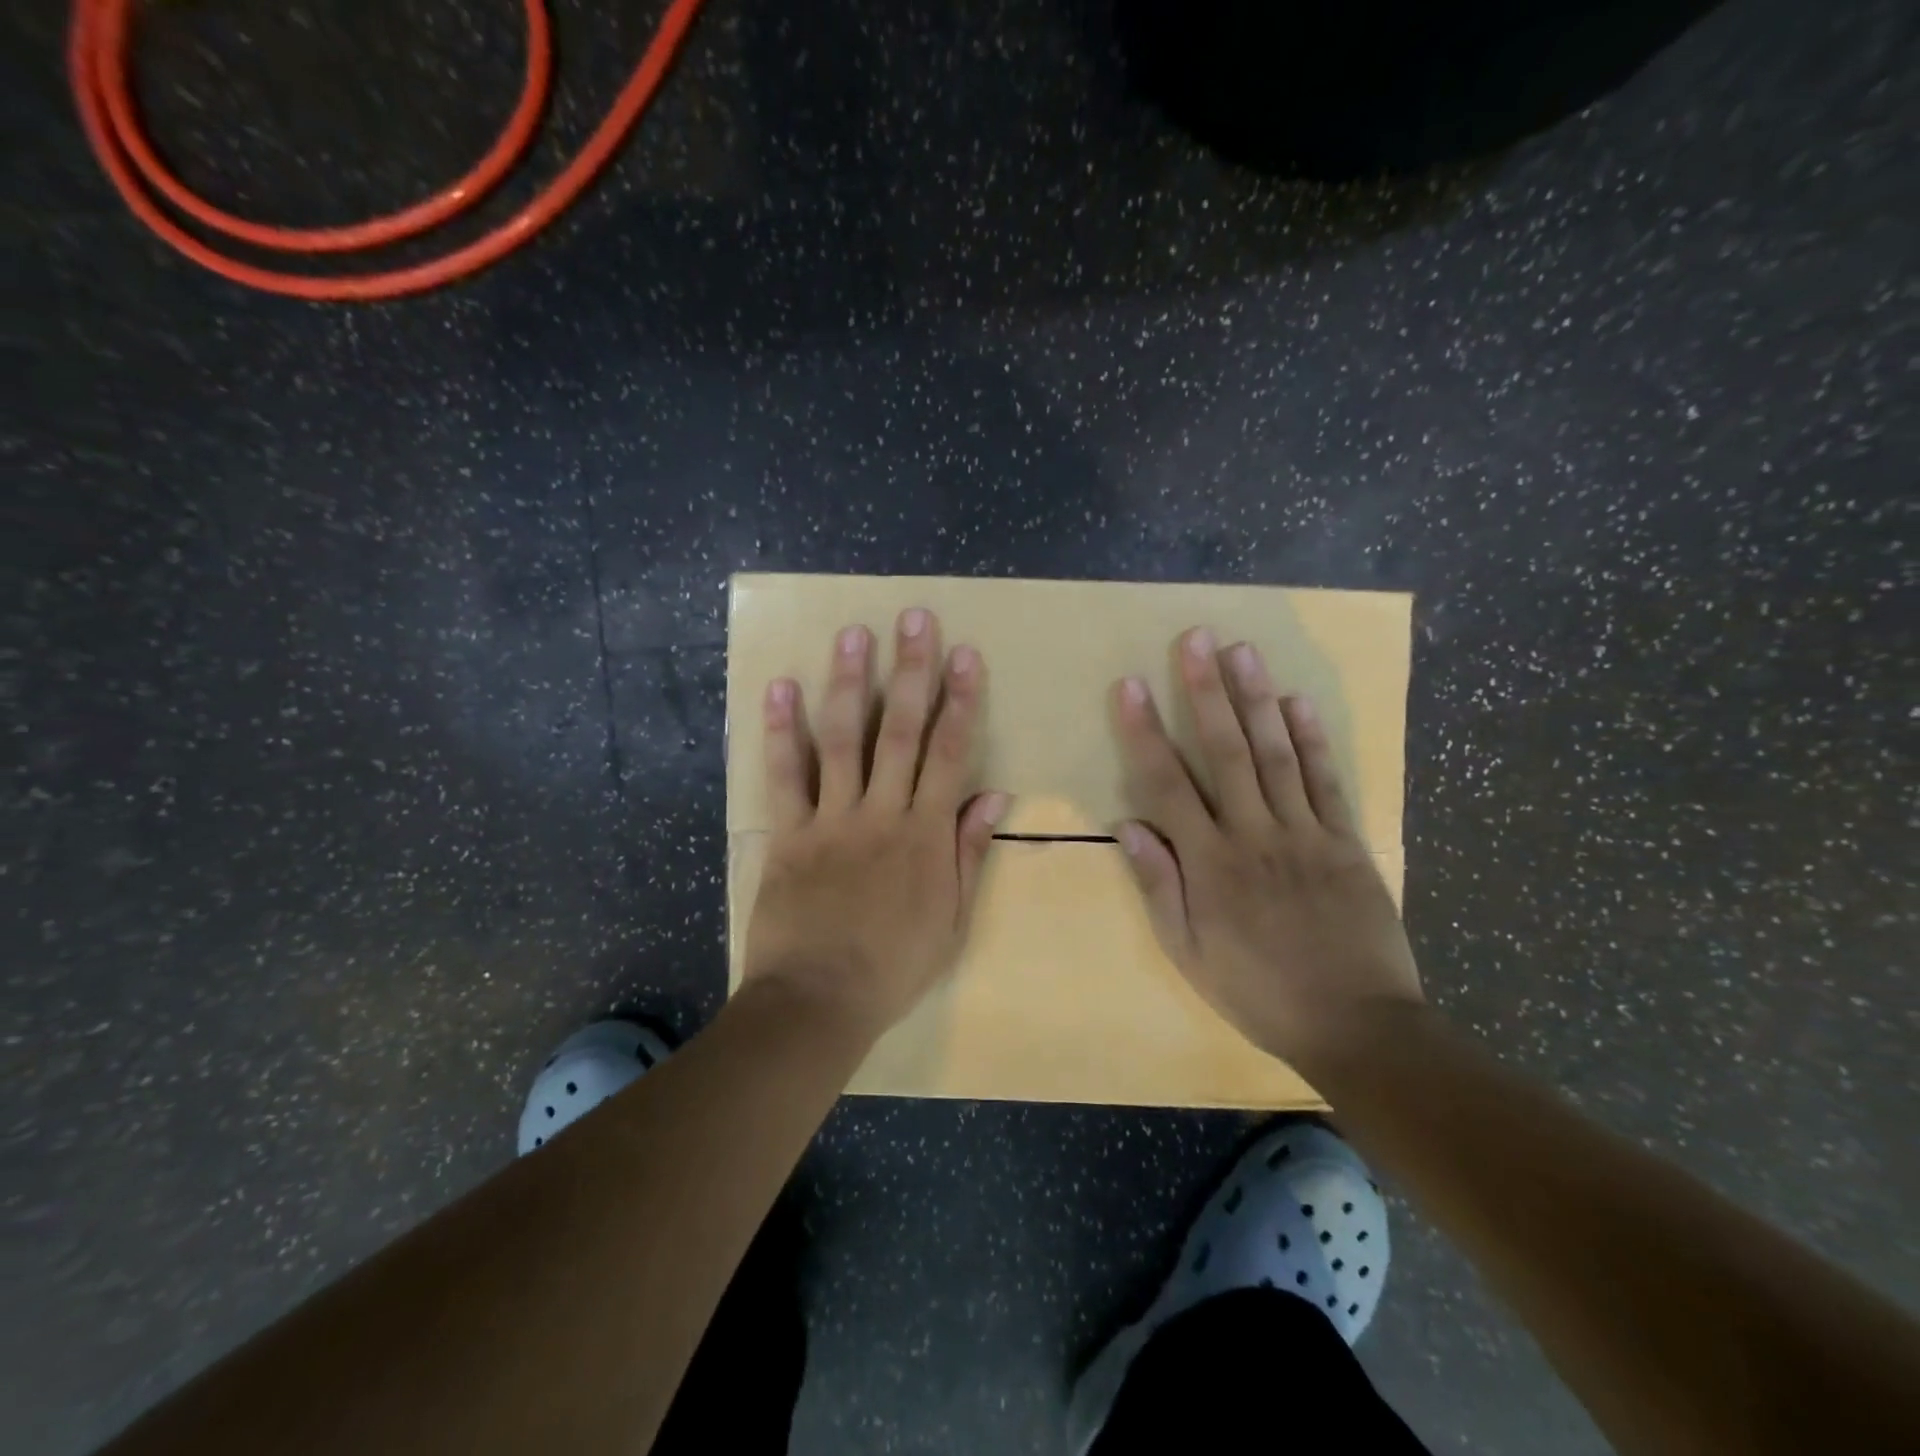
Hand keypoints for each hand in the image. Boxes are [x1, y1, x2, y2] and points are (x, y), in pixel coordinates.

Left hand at [743, 608, 1009, 1042]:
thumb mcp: (951, 919)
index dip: (960, 701)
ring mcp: (832, 819)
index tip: (965, 654)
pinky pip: (785, 775)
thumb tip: (994, 794)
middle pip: (900, 731)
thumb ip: (969, 853)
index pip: (950, 753)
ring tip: (853, 634)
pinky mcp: (789, 832)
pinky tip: (780, 688)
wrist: (818, 1001)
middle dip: (911, 671)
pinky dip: (781, 731)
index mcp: (926, 834)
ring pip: (843, 739)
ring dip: (849, 683)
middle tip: (914, 619)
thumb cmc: (893, 966)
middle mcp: (882, 813)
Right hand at [1111, 629, 1423, 1068]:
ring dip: (1256, 699)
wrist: (1356, 1025)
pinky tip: (1296, 701)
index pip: (1167, 784)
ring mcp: (1305, 833)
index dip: (1146, 732)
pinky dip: (1313, 739)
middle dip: (1206, 692)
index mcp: (1209, 863)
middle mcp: (1254, 834)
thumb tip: (1128, 824)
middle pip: (1225, 752)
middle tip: (1195, 639)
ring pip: (1275, 754)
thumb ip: (1158, 885)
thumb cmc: (1258, 991)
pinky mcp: (1346, 841)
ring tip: (1241, 650)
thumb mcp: (1189, 952)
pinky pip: (1326, 781)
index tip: (1131, 686)